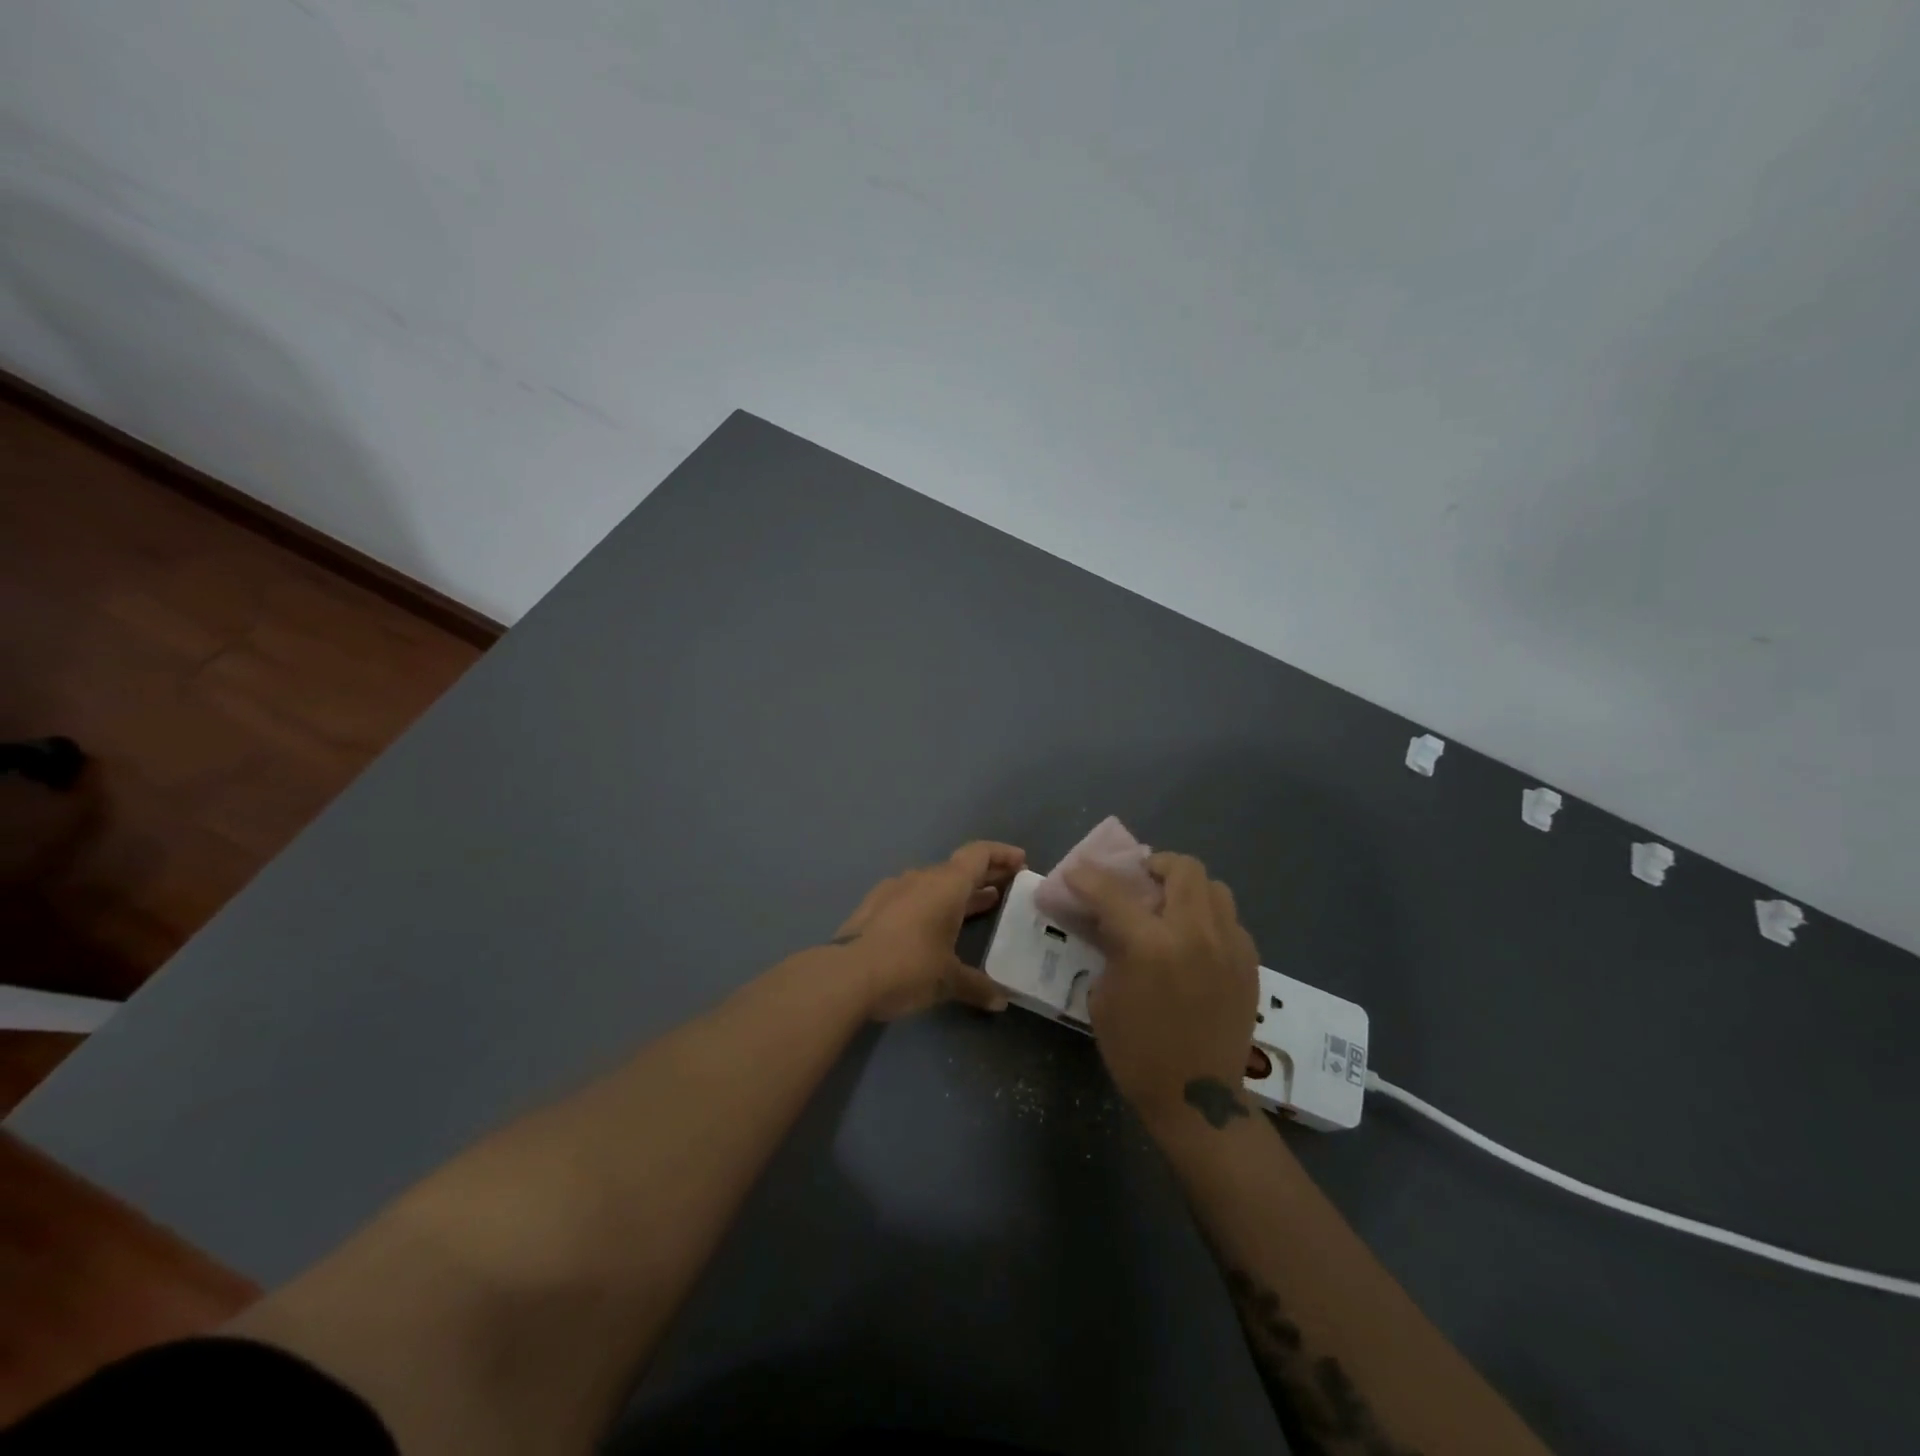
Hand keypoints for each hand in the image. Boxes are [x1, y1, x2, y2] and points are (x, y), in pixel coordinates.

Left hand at [832, 841, 1026, 1020]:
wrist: (845, 975)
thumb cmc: (908, 967)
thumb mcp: (948, 980)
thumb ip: (977, 986)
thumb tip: (1001, 1001)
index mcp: (947, 884)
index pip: (979, 854)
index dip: (1002, 854)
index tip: (1021, 862)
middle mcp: (922, 878)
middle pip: (959, 867)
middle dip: (985, 875)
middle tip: (1008, 887)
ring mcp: (894, 890)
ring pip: (935, 882)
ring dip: (959, 891)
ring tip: (981, 905)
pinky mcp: (875, 906)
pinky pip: (913, 896)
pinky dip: (932, 904)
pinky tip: (935, 925)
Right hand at [1066, 852, 1259, 1126]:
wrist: (1198, 1098)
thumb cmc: (1137, 1052)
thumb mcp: (1104, 997)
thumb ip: (1108, 949)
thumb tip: (1108, 922)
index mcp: (1149, 945)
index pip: (1111, 891)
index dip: (1087, 877)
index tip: (1076, 874)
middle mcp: (1194, 933)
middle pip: (1181, 868)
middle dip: (1155, 866)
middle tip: (1140, 882)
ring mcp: (1228, 946)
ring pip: (1214, 887)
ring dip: (1187, 889)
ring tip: (1172, 908)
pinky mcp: (1249, 962)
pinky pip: (1230, 920)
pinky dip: (1209, 918)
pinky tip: (1196, 941)